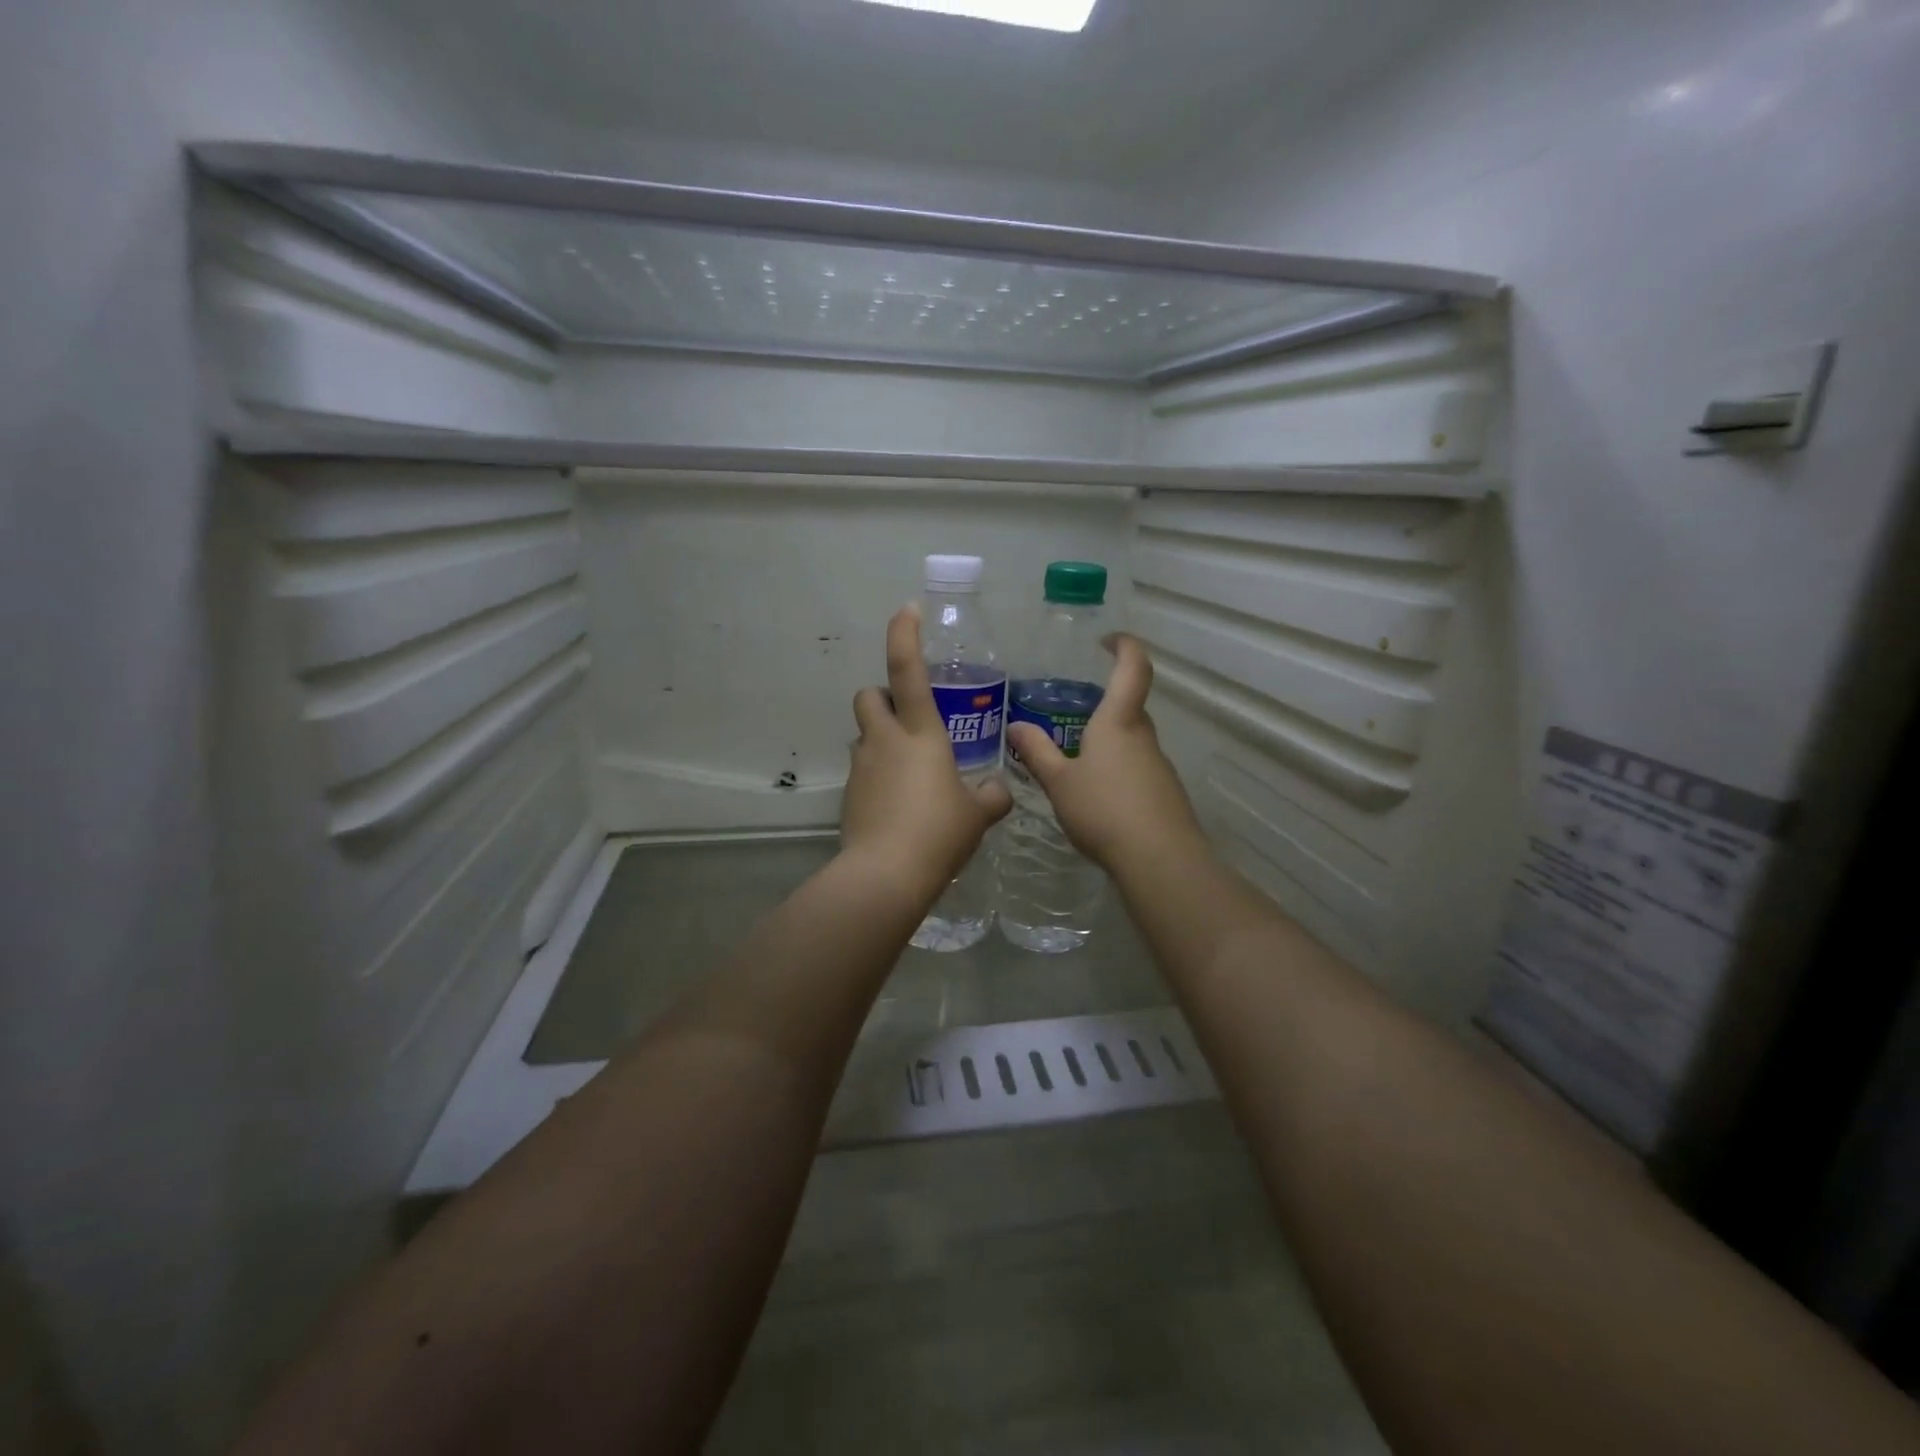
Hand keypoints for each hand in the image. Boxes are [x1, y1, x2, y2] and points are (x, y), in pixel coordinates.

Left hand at [842, 606, 1012, 899]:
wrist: (885, 875)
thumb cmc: (939, 832)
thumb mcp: (977, 814)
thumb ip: (991, 796)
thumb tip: (998, 789)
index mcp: (920, 733)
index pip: (906, 669)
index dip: (905, 634)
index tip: (907, 610)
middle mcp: (884, 740)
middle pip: (869, 695)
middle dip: (883, 697)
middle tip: (909, 720)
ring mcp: (861, 767)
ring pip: (863, 735)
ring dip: (881, 739)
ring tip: (910, 771)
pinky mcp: (849, 795)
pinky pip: (862, 771)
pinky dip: (877, 776)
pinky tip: (898, 805)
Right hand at [1005, 635, 1204, 872]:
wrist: (1159, 859)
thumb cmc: (1103, 810)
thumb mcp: (1059, 782)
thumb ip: (1037, 752)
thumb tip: (1015, 726)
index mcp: (1118, 723)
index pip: (1132, 669)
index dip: (1124, 647)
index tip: (1108, 641)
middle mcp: (1143, 737)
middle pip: (1130, 708)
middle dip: (1106, 705)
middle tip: (1073, 716)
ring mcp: (1158, 766)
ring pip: (1133, 742)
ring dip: (1110, 743)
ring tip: (1078, 763)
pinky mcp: (1164, 793)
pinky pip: (1138, 769)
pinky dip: (1119, 772)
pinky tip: (1099, 798)